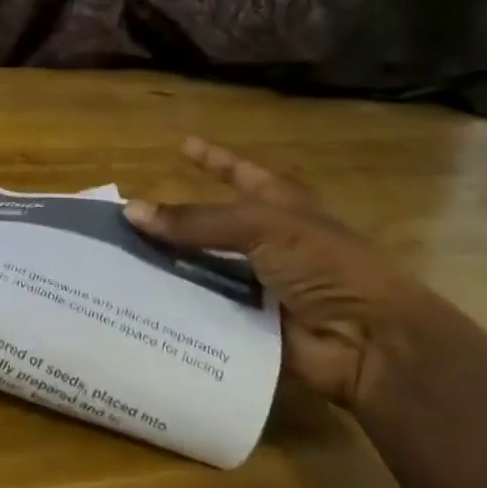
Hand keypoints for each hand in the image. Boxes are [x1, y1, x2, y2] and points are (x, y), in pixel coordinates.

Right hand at [124, 138, 468, 410]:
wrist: (369, 343)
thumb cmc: (325, 266)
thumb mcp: (262, 227)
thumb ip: (196, 221)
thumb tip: (131, 212)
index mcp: (282, 208)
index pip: (242, 174)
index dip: (214, 160)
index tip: (181, 144)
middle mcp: (268, 244)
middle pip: (211, 228)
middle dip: (172, 225)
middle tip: (123, 219)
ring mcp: (259, 286)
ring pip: (201, 271)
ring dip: (167, 269)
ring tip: (117, 263)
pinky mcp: (249, 325)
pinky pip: (204, 312)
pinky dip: (175, 308)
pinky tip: (137, 304)